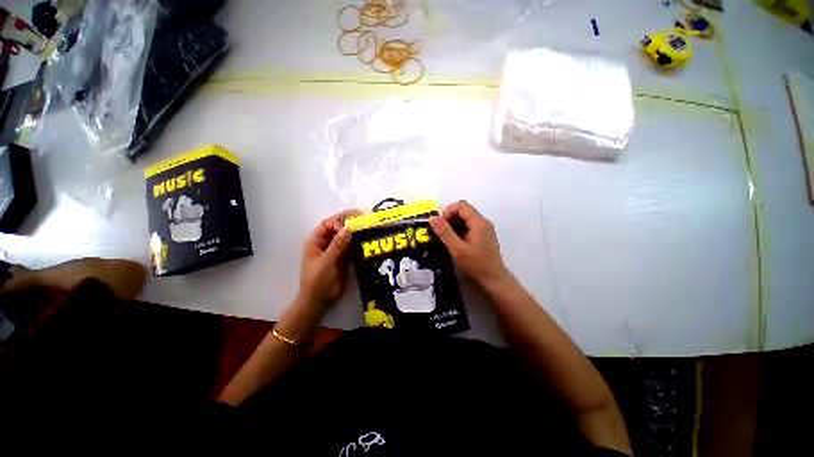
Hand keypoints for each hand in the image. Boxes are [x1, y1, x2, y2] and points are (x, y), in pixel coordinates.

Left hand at [299, 209, 361, 307]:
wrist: (319, 300)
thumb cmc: (316, 280)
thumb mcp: (325, 262)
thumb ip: (337, 245)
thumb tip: (348, 228)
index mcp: (316, 242)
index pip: (327, 225)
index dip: (338, 222)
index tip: (349, 227)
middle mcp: (326, 243)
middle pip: (337, 227)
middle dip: (348, 221)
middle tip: (363, 215)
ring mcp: (336, 250)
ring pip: (345, 236)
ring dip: (354, 230)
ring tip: (367, 224)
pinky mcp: (344, 257)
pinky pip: (351, 245)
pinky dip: (357, 240)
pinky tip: (366, 237)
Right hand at [429, 200, 509, 289]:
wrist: (494, 280)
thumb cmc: (476, 264)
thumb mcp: (457, 249)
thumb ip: (444, 232)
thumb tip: (432, 218)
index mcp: (479, 222)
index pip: (461, 205)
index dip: (448, 212)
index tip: (441, 226)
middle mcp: (483, 222)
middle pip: (463, 210)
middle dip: (450, 219)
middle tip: (443, 234)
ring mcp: (484, 229)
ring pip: (465, 219)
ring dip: (454, 225)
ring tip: (448, 240)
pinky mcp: (483, 235)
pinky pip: (469, 226)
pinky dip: (459, 230)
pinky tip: (456, 243)